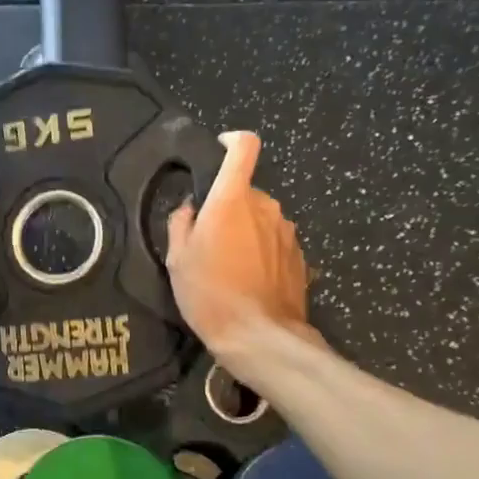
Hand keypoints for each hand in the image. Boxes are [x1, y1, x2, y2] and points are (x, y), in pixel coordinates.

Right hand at [166, 132, 311, 372]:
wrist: (258, 336)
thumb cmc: (209, 293)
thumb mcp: (178, 259)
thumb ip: (181, 223)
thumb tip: (191, 208)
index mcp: (233, 200)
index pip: (244, 148)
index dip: (232, 141)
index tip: (220, 150)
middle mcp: (266, 207)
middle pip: (246, 192)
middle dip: (228, 208)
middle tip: (208, 241)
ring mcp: (287, 232)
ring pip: (261, 219)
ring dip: (246, 232)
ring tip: (229, 267)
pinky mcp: (300, 257)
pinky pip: (274, 243)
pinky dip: (261, 253)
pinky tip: (249, 281)